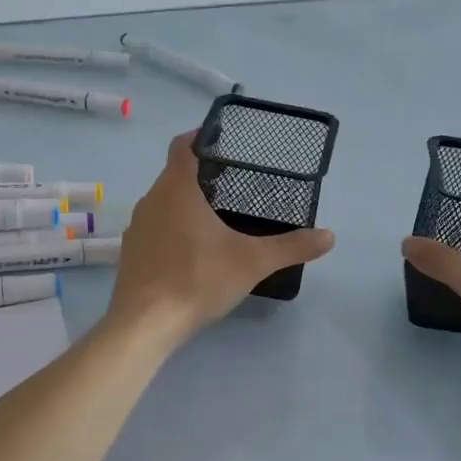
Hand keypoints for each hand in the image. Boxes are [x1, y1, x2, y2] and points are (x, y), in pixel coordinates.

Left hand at [107, 132, 335, 346]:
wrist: (145, 324)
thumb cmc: (197, 280)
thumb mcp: (252, 262)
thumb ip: (291, 246)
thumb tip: (329, 236)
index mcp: (176, 189)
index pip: (182, 145)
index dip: (201, 136)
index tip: (224, 141)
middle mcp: (151, 200)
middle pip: (175, 174)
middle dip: (201, 174)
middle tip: (234, 182)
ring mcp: (137, 227)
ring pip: (163, 202)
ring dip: (186, 203)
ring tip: (217, 215)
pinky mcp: (131, 253)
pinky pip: (155, 228)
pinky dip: (173, 228)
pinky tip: (193, 250)